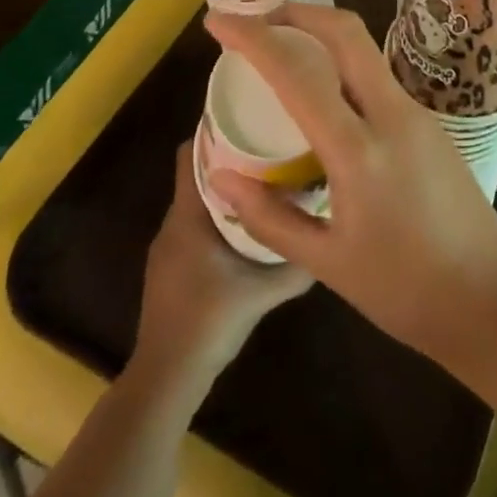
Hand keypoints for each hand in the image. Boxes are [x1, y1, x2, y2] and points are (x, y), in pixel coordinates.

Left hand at [134, 143, 312, 381]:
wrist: (166, 377)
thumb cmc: (209, 322)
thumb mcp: (262, 292)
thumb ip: (295, 265)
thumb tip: (330, 239)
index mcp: (188, 215)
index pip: (190, 153)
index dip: (213, 131)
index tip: (247, 118)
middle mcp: (173, 223)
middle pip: (198, 174)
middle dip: (230, 159)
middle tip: (268, 149)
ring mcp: (167, 248)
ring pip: (197, 203)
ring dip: (226, 191)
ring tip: (264, 184)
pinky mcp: (170, 270)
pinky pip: (194, 227)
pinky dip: (217, 218)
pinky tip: (245, 230)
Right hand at [204, 5, 496, 364]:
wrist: (490, 299)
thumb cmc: (404, 291)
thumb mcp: (327, 263)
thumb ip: (269, 217)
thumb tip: (220, 175)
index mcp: (360, 150)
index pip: (298, 74)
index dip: (253, 38)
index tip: (218, 21)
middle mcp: (392, 114)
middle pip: (345, 31)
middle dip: (297, 13)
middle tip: (258, 22)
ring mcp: (417, 112)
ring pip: (365, 49)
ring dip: (322, 35)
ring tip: (284, 53)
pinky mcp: (429, 121)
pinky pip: (378, 75)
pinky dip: (343, 65)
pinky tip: (324, 95)